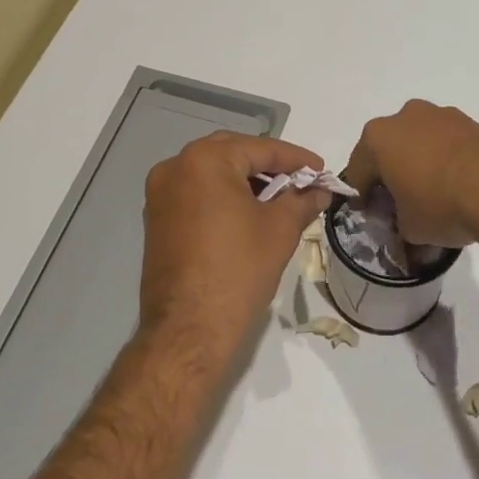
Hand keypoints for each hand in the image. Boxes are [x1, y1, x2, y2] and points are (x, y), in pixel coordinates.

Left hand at [140, 132, 329, 351]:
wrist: (189, 330)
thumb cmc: (239, 269)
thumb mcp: (280, 229)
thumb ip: (301, 200)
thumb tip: (320, 190)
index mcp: (204, 160)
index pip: (260, 148)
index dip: (296, 159)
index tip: (322, 170)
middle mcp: (175, 167)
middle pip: (233, 154)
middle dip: (269, 166)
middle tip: (301, 180)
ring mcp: (160, 194)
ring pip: (213, 173)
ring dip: (246, 181)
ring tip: (279, 198)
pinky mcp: (157, 220)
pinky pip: (197, 194)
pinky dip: (224, 197)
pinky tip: (249, 213)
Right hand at [342, 101, 478, 248]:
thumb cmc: (440, 205)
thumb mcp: (409, 229)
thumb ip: (398, 223)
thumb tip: (405, 223)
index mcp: (378, 138)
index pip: (357, 171)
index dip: (363, 197)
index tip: (373, 215)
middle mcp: (404, 117)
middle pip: (388, 148)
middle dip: (392, 173)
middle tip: (402, 203)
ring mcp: (440, 114)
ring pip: (420, 140)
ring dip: (421, 161)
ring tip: (436, 193)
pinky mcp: (470, 121)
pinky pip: (448, 142)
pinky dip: (448, 158)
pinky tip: (460, 184)